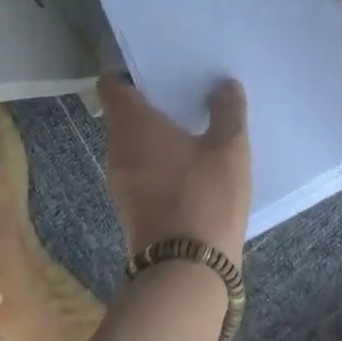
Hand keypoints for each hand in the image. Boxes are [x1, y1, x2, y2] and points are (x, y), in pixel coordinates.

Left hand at [98, 75, 251, 261]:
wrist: (186, 275)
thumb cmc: (203, 197)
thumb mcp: (229, 147)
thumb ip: (228, 110)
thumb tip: (225, 85)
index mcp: (132, 124)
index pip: (112, 84)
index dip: (130, 71)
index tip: (159, 65)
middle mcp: (117, 148)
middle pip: (124, 112)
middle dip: (151, 99)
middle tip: (185, 87)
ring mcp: (121, 181)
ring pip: (133, 141)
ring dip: (157, 131)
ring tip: (193, 120)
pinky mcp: (132, 207)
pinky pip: (141, 166)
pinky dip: (160, 157)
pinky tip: (192, 158)